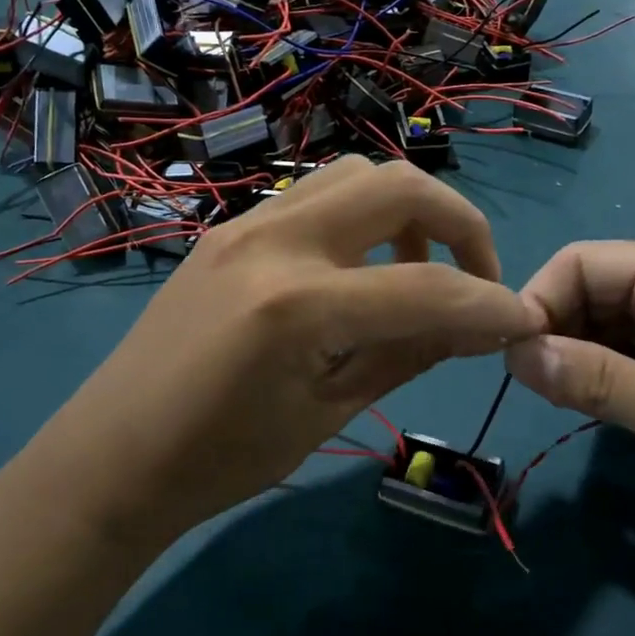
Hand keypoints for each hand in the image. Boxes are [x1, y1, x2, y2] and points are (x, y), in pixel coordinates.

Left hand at [23, 157, 540, 553]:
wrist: (111, 457)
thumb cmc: (221, 460)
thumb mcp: (329, 413)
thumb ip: (410, 355)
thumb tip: (482, 328)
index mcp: (297, 305)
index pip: (426, 287)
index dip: (489, 306)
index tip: (523, 324)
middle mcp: (274, 241)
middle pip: (397, 186)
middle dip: (459, 224)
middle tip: (477, 279)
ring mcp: (245, 224)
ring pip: (355, 175)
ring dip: (406, 211)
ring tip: (417, 272)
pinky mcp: (229, 229)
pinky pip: (315, 196)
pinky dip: (361, 217)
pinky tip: (361, 270)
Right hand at [505, 242, 634, 542]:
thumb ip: (601, 383)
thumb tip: (516, 353)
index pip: (584, 262)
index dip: (539, 302)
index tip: (514, 362)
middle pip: (596, 287)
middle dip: (557, 332)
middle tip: (538, 392)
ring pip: (613, 320)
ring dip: (582, 356)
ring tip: (565, 404)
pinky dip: (612, 373)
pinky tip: (602, 407)